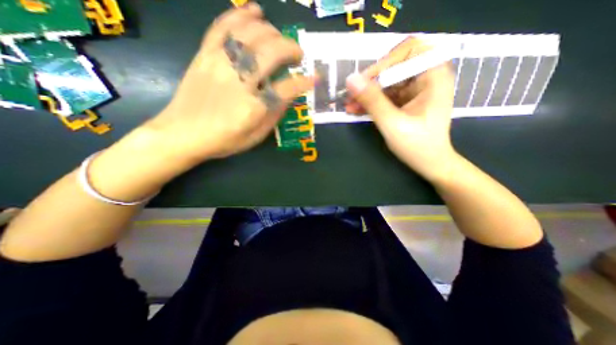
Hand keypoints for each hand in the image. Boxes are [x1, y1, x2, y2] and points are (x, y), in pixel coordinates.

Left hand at [143, 2, 313, 164]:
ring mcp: (218, 64)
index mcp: (253, 108)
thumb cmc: (223, 141)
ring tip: (280, 39)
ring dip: (272, 32)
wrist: (181, 134)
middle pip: (271, 53)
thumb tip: (288, 95)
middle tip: (298, 55)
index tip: (315, 78)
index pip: (286, 89)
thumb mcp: (255, 137)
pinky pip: (223, 27)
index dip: (304, 82)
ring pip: (250, 34)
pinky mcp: (204, 55)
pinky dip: (241, 14)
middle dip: (291, 49)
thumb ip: (274, 115)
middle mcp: (238, 82)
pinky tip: (255, 11)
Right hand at [346, 34, 455, 182]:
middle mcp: (426, 78)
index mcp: (433, 76)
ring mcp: (414, 90)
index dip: (385, 62)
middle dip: (370, 81)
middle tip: (351, 95)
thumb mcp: (392, 123)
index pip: (409, 50)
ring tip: (348, 105)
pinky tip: (355, 110)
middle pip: (394, 67)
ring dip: (366, 94)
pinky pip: (385, 96)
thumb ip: (372, 100)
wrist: (429, 163)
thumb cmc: (417, 145)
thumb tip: (350, 80)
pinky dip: (371, 102)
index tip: (365, 80)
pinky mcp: (405, 101)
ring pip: (386, 83)